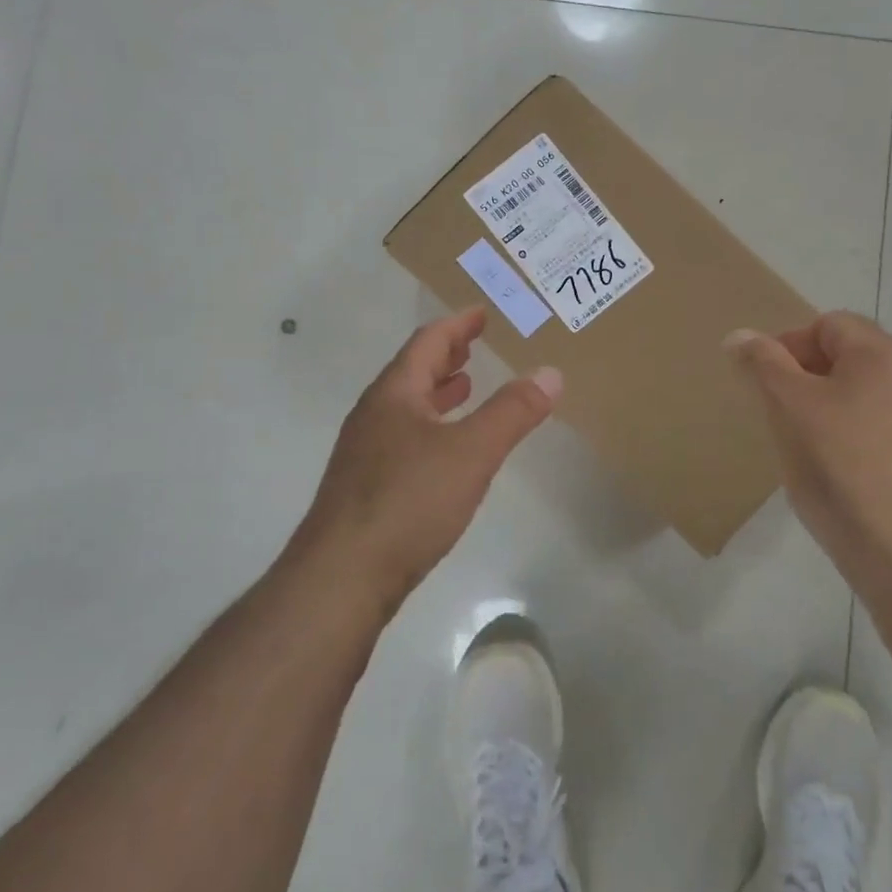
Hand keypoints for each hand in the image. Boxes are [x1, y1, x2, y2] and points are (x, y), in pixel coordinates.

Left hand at [296, 308, 560, 614]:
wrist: (341, 579)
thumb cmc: (408, 502)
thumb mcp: (472, 451)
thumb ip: (513, 411)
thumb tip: (551, 372)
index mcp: (394, 395)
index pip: (427, 343)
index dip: (457, 325)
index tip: (480, 312)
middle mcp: (373, 416)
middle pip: (412, 372)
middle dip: (446, 356)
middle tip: (475, 345)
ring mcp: (365, 454)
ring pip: (407, 408)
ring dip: (437, 392)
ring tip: (466, 388)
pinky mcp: (366, 490)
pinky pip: (404, 439)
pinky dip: (431, 428)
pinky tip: (447, 452)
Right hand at [725, 312, 891, 584]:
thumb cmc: (841, 465)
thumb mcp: (789, 407)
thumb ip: (763, 364)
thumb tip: (739, 335)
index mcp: (885, 353)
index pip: (827, 324)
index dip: (788, 345)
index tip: (763, 384)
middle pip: (849, 359)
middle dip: (806, 379)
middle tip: (778, 414)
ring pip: (864, 398)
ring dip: (828, 410)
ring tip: (803, 447)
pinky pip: (881, 432)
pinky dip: (853, 440)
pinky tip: (836, 475)